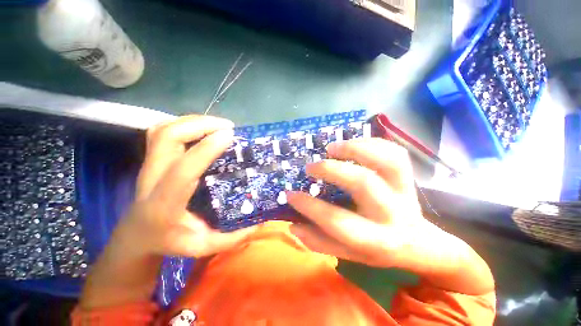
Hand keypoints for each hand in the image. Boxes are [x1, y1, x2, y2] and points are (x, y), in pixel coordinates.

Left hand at [116, 115, 256, 258]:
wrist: (137, 235)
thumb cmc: (169, 241)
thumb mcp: (203, 247)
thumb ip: (232, 238)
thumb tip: (260, 222)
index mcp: (165, 202)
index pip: (183, 169)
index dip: (206, 148)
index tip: (230, 136)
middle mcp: (152, 178)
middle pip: (167, 137)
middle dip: (200, 125)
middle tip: (228, 128)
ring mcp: (149, 164)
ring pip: (164, 129)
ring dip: (193, 121)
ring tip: (218, 125)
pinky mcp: (153, 157)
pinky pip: (162, 130)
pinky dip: (183, 123)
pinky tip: (201, 128)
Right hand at [287, 138, 493, 294]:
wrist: (417, 241)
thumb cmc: (378, 248)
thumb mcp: (348, 254)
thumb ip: (319, 242)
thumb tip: (293, 225)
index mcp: (375, 239)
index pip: (336, 221)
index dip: (309, 206)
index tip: (290, 194)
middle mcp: (392, 213)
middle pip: (363, 183)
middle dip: (331, 170)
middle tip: (311, 167)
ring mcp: (405, 191)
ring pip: (387, 161)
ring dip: (355, 148)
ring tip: (332, 148)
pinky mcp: (409, 177)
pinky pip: (394, 152)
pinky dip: (371, 142)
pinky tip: (352, 144)